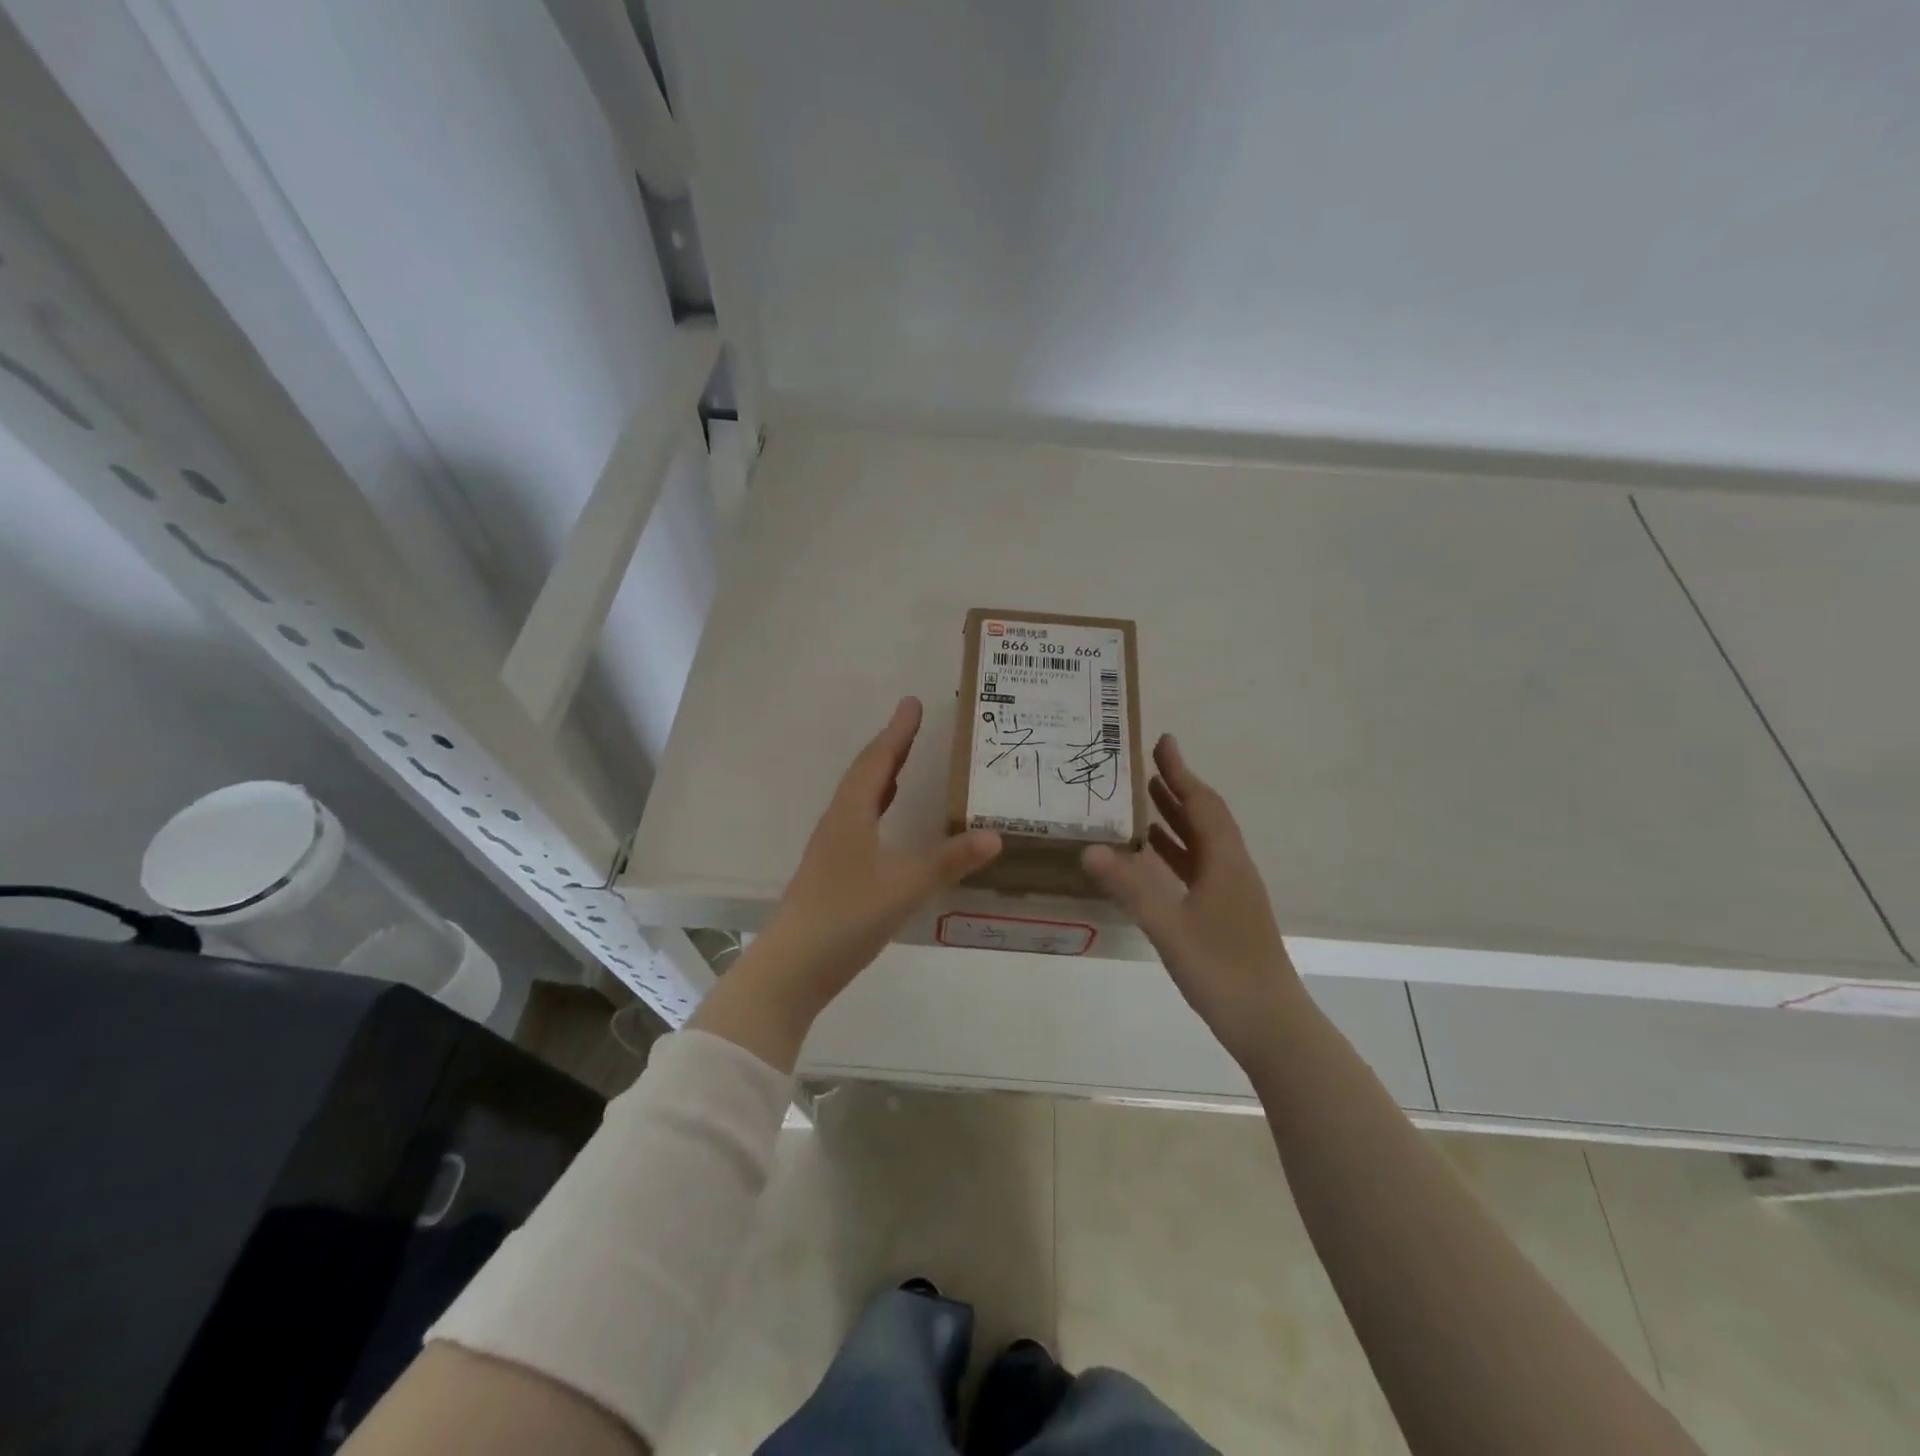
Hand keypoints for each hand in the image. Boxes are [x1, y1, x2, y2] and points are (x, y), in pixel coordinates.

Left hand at [693, 698, 1000, 1068]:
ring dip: (882, 777)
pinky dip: (878, 809)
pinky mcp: (832, 872)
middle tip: (913, 726)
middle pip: (866, 774)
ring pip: (860, 799)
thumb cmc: (847, 916)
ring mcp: (831, 848)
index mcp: (851, 813)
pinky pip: (859, 823)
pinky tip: (888, 823)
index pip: (878, 760)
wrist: (792, 968)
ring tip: (904, 764)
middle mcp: (838, 822)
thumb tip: (996, 836)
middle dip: (891, 748)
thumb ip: (949, 861)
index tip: (913, 703)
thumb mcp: (905, 886)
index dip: (898, 732)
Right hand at [1083, 735, 1303, 1069]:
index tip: (1163, 742)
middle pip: (1205, 816)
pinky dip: (1177, 851)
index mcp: (1225, 862)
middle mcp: (1232, 868)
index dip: (1181, 772)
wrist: (1270, 1024)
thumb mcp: (1169, 927)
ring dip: (1176, 818)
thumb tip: (1090, 849)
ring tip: (1146, 798)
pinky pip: (1199, 867)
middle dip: (1177, 788)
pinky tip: (1155, 857)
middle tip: (1147, 765)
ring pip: (1202, 842)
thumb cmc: (1222, 970)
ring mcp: (1232, 892)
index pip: (1201, 804)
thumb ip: (1130, 888)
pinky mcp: (1226, 913)